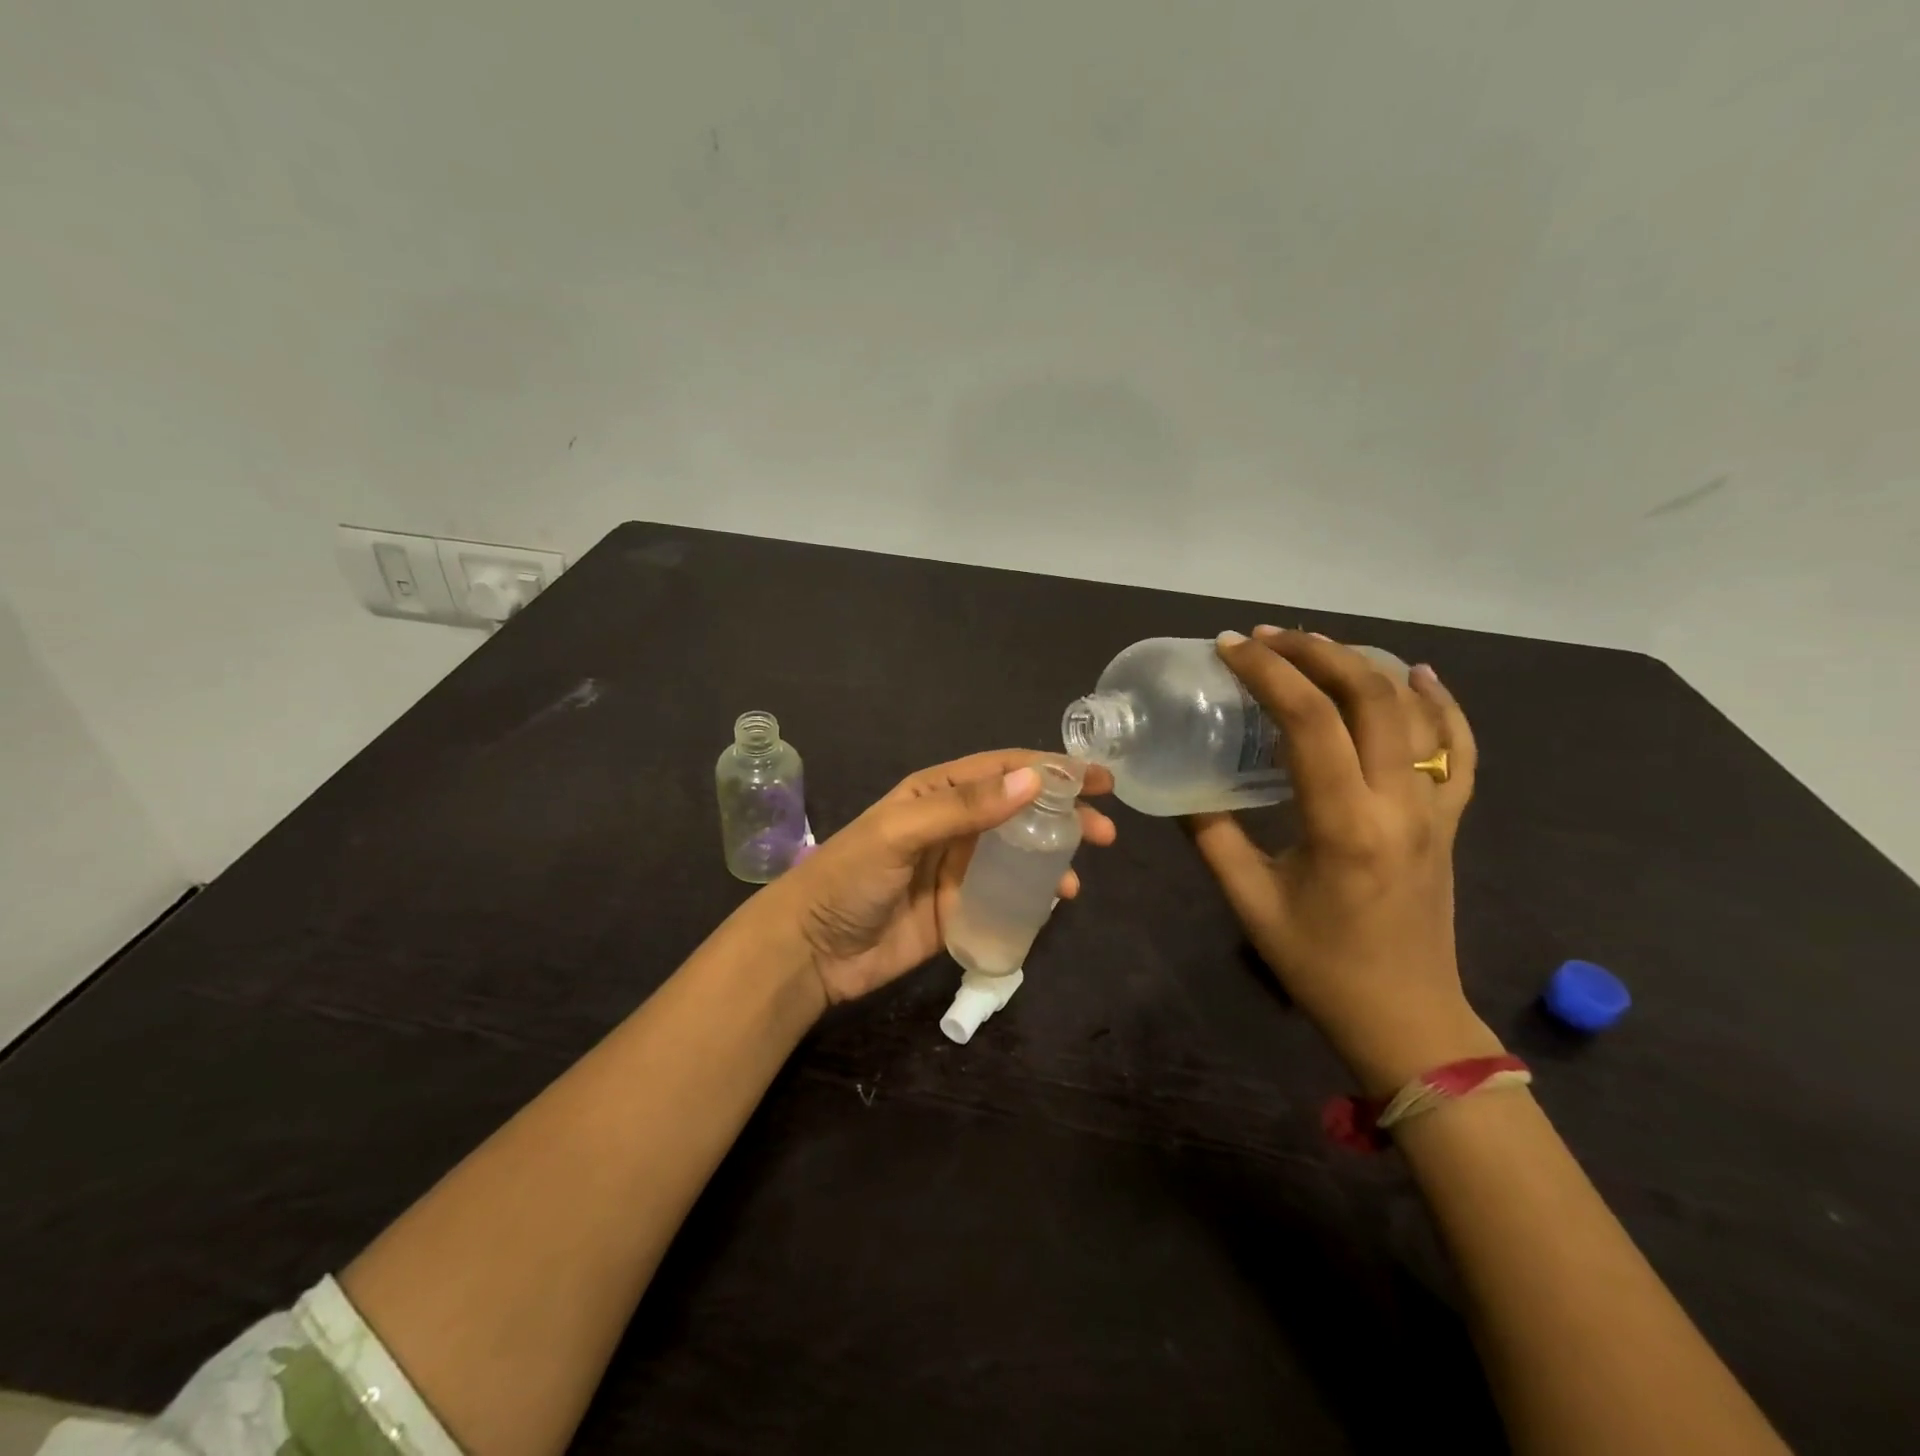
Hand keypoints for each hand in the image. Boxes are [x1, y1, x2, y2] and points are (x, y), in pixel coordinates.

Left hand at [760, 750, 1115, 1005]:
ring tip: (1079, 879)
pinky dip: (1032, 898)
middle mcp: (952, 825)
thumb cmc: (850, 877)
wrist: (811, 949)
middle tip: (1105, 832)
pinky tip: (1053, 905)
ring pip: (1017, 855)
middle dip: (1063, 816)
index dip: (1052, 769)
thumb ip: (964, 807)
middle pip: (1019, 812)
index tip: (1098, 778)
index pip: (1004, 770)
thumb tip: (1033, 780)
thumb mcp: (902, 831)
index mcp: (937, 793)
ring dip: (1052, 859)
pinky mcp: (958, 911)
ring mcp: (957, 870)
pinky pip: (1005, 898)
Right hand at [1187, 628, 1499, 1091]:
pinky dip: (1442, 704)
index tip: (1231, 648)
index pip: (1310, 723)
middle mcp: (1398, 804)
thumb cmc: (1319, 964)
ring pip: (1413, 711)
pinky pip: (1458, 749)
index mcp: (1344, 825)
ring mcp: (1434, 808)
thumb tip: (1182, 789)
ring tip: (1316, 646)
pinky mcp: (1449, 819)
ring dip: (1363, 666)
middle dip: (1315, 652)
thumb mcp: (1249, 902)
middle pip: (1370, 698)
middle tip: (1267, 638)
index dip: (1269, 674)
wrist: (1405, 1016)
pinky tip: (1419, 675)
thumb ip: (1211, 838)